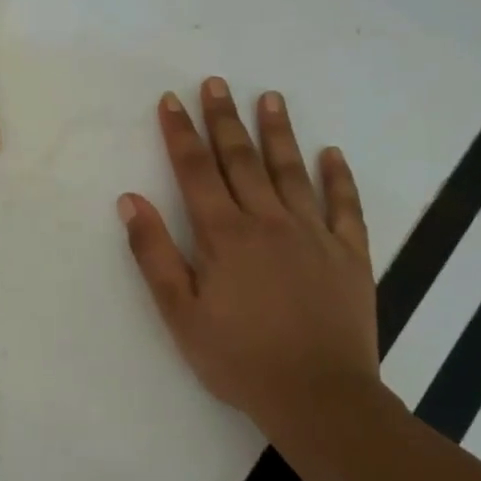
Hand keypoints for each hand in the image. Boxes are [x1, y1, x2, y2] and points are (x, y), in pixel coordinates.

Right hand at [118, 79, 384, 440]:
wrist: (318, 397)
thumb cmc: (238, 358)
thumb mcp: (179, 312)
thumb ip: (153, 253)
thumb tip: (130, 200)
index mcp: (224, 234)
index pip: (195, 170)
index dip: (180, 132)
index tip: (171, 100)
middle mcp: (268, 221)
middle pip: (241, 159)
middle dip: (223, 118)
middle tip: (215, 83)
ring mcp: (314, 234)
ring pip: (291, 171)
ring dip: (278, 132)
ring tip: (269, 97)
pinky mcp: (350, 254)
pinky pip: (345, 206)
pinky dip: (338, 177)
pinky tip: (331, 153)